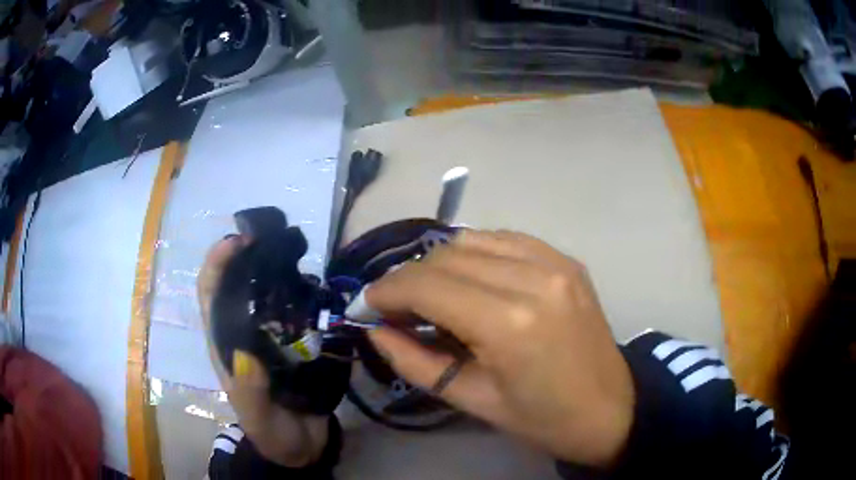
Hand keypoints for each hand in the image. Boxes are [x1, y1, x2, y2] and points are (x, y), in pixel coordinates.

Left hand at [197, 237, 328, 466]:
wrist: (302, 447)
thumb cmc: (272, 432)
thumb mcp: (258, 417)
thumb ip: (250, 391)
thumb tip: (245, 352)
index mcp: (226, 345)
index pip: (211, 295)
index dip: (218, 264)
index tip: (239, 241)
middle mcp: (244, 333)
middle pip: (237, 284)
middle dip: (247, 255)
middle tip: (274, 238)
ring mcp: (270, 336)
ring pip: (266, 292)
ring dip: (275, 269)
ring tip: (297, 255)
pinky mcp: (296, 343)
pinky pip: (296, 310)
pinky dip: (303, 293)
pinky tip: (318, 286)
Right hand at [360, 230, 634, 467]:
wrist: (610, 408)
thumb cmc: (541, 418)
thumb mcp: (471, 400)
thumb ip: (414, 361)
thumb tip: (376, 330)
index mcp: (510, 324)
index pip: (427, 285)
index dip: (386, 291)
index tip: (366, 305)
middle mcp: (533, 278)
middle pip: (445, 256)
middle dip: (407, 278)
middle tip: (394, 307)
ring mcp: (554, 262)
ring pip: (471, 240)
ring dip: (438, 264)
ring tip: (431, 295)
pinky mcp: (565, 259)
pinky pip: (504, 239)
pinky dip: (474, 254)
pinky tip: (470, 280)